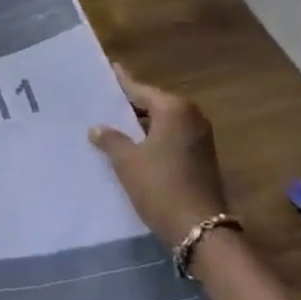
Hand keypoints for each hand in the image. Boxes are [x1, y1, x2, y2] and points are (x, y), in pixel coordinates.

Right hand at [89, 64, 229, 247]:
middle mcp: (191, 116)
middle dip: (131, 105)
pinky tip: (134, 146)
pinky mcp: (203, 157)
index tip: (110, 69)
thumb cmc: (160, 187)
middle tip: (104, 102)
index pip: (140, 89)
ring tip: (114, 124)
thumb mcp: (128, 162)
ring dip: (142, 124)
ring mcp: (201, 137)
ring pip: (164, 122)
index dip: (122, 82)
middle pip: (154, 104)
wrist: (201, 230)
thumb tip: (97, 128)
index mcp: (174, 109)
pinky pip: (172, 137)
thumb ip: (111, 140)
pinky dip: (154, 138)